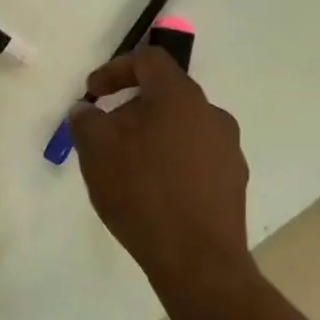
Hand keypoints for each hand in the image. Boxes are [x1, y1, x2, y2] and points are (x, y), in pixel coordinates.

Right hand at [70, 48, 305, 319]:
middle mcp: (211, 114)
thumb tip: (86, 110)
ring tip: (127, 167)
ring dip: (152, 135)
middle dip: (130, 109)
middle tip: (105, 135)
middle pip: (166, 95)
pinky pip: (195, 155)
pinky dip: (171, 160)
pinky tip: (154, 190)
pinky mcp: (233, 179)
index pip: (149, 60)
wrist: (196, 258)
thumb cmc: (141, 194)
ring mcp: (228, 147)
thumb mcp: (97, 153)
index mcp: (179, 97)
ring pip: (182, 127)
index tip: (93, 93)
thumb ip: (86, 121)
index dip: (115, 69)